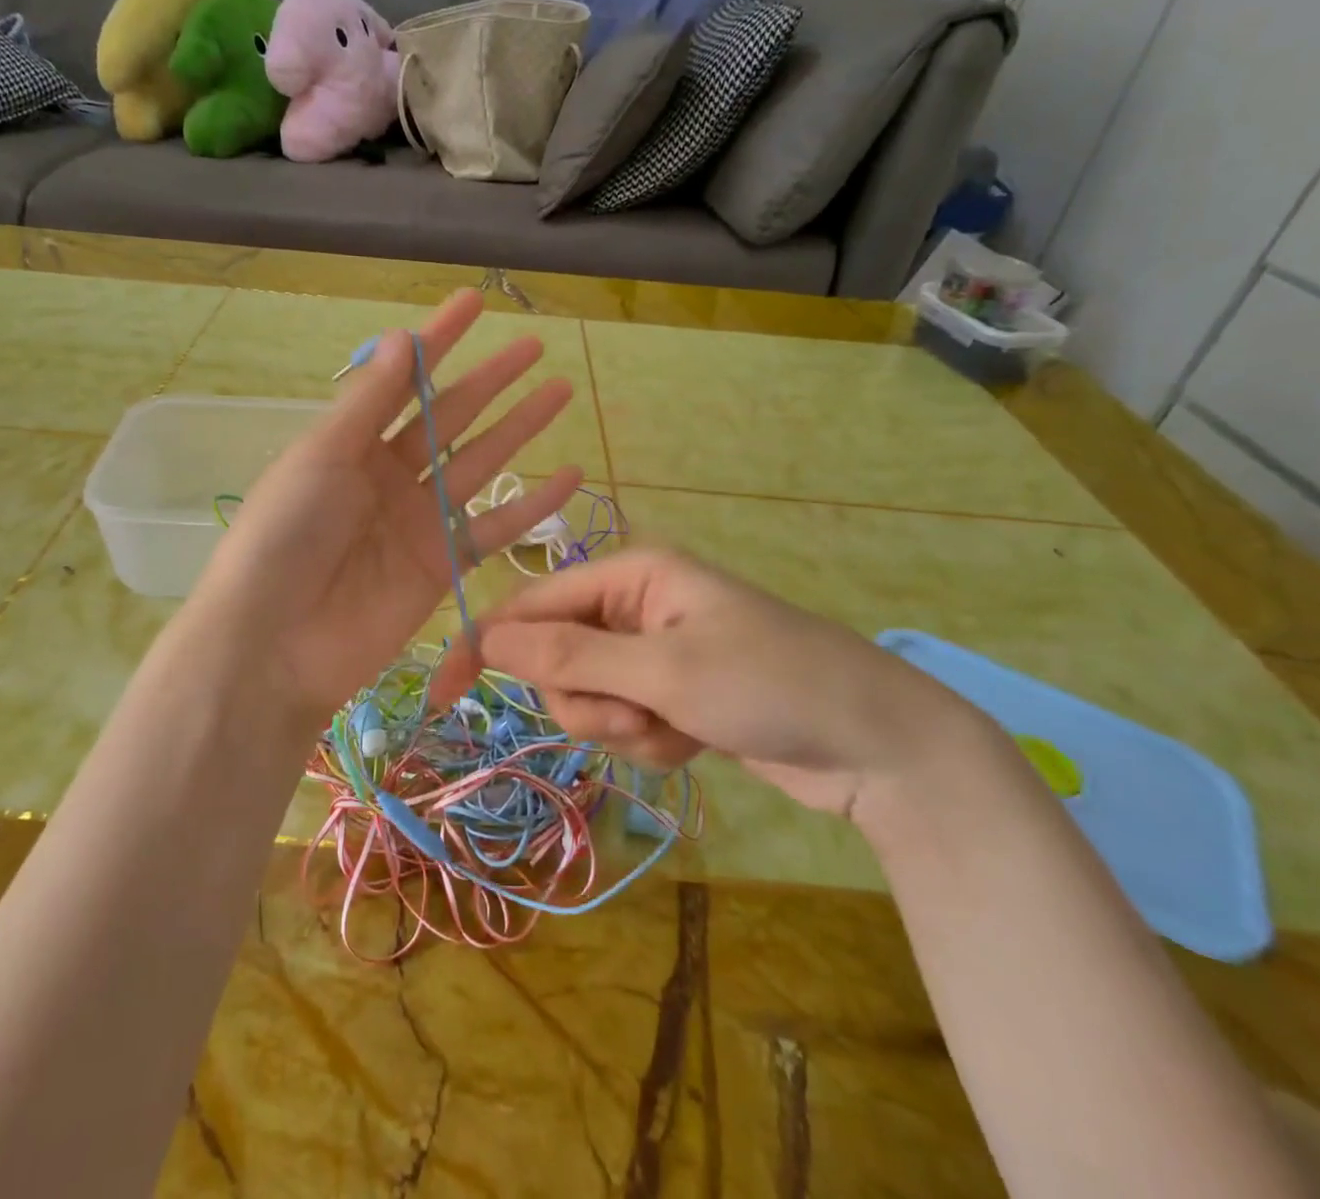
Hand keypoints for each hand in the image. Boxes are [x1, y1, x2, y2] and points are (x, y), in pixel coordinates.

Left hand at [186, 288, 582, 724]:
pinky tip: (567, 476)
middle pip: (451, 418)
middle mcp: (389, 476)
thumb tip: (406, 338)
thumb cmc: (285, 537)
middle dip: (491, 381)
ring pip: (481, 464)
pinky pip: (494, 530)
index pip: (404, 380)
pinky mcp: (443, 567)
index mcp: (351, 443)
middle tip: (535, 347)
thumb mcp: (321, 457)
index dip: (439, 341)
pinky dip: (531, 506)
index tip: (475, 302)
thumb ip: (369, 402)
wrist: (275, 642)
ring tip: (560, 392)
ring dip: (519, 430)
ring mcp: (419, 521)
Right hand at [457, 548, 986, 819]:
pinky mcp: (670, 693)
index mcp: (629, 573)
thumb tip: (488, 636)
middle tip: (637, 716)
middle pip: (557, 658)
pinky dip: (649, 741)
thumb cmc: (772, 684)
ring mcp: (652, 652)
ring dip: (621, 727)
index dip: (486, 647)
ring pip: (587, 698)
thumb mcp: (664, 669)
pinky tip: (695, 741)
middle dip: (586, 700)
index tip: (441, 695)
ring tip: (677, 730)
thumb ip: (571, 653)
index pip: (531, 604)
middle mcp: (634, 605)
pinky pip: (624, 720)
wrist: (878, 745)